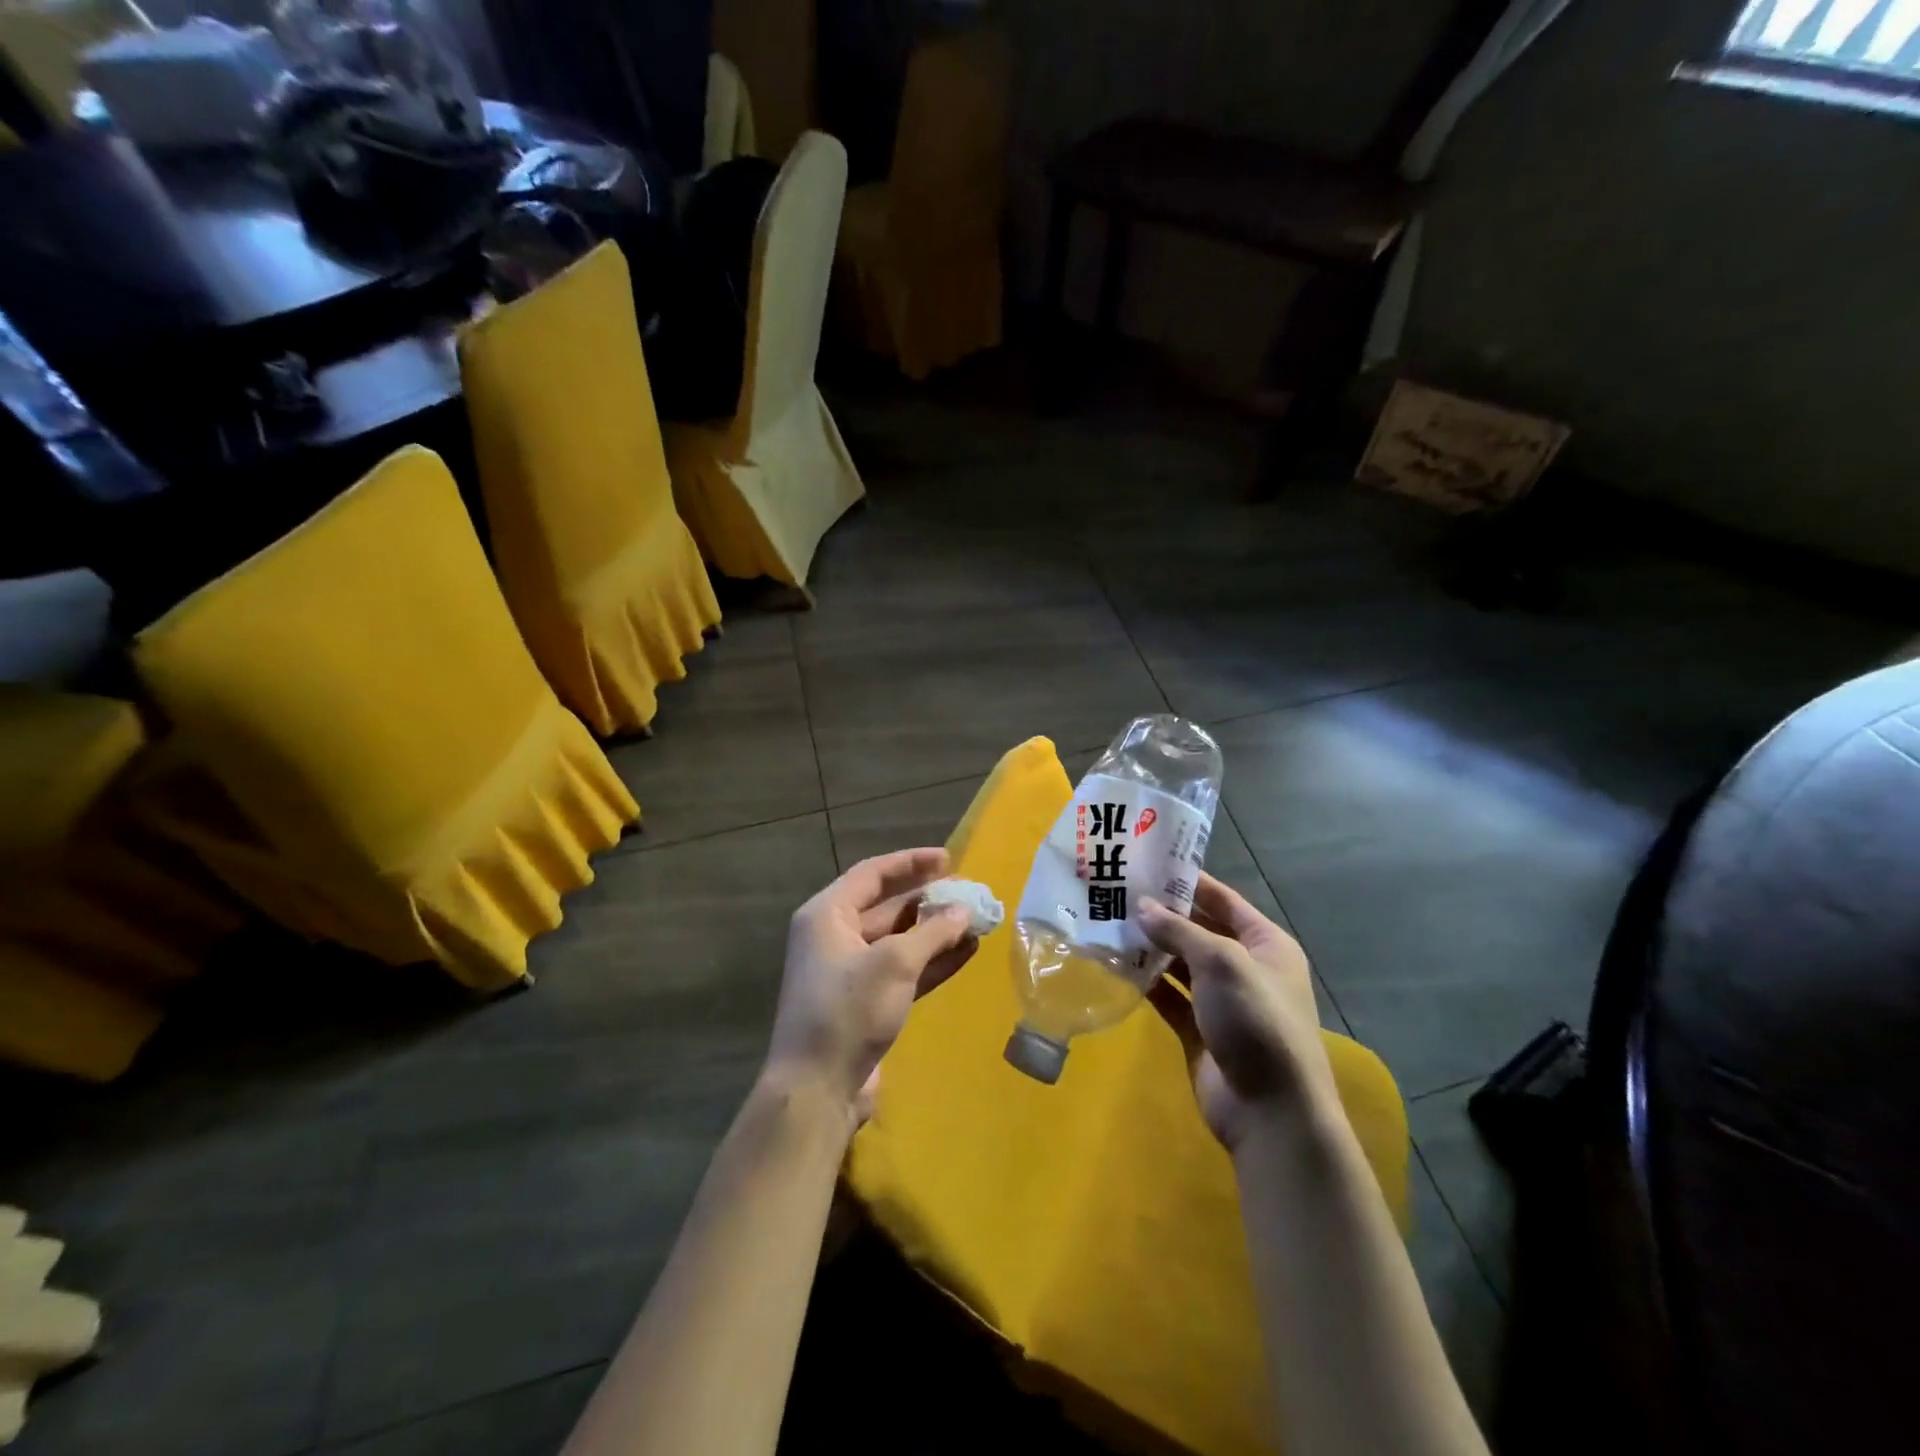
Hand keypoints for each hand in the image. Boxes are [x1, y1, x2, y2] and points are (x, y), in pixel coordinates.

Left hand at [763, 848, 977, 1129]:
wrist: (817, 1089)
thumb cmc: (848, 1010)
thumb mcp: (894, 963)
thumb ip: (932, 932)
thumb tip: (964, 910)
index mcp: (827, 915)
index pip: (872, 874)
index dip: (910, 862)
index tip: (948, 859)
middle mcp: (836, 937)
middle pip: (887, 906)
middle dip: (929, 899)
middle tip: (969, 891)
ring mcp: (852, 972)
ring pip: (900, 940)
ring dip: (936, 931)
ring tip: (976, 920)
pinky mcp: (868, 1002)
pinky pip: (904, 970)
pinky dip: (933, 961)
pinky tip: (966, 952)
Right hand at [1139, 874, 1334, 1151]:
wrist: (1271, 1110)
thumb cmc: (1256, 1020)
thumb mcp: (1221, 962)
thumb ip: (1179, 930)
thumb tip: (1142, 906)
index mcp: (1265, 944)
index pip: (1223, 900)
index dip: (1188, 881)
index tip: (1148, 864)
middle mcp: (1245, 967)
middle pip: (1199, 930)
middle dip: (1163, 914)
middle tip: (1118, 893)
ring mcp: (1222, 1001)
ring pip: (1181, 963)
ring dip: (1151, 947)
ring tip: (1110, 924)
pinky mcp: (1200, 1030)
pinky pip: (1170, 997)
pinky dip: (1148, 982)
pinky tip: (1118, 966)